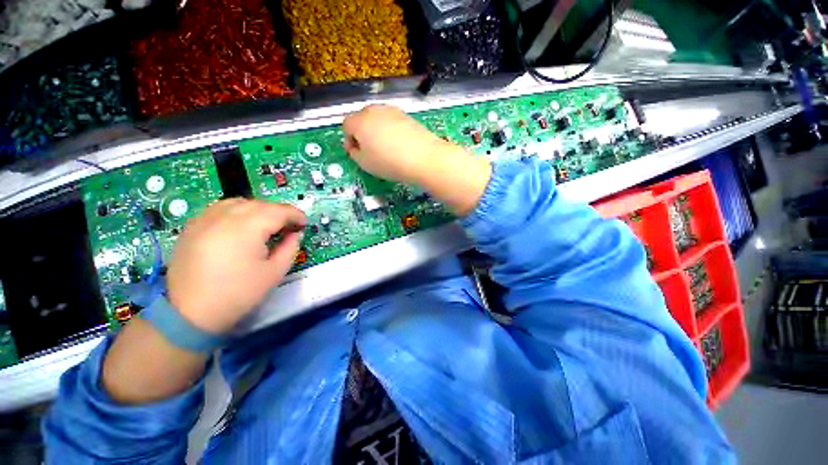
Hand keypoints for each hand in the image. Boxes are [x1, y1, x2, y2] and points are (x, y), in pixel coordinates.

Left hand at [167, 199, 305, 333]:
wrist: (190, 313)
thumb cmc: (239, 293)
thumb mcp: (275, 272)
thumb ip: (290, 248)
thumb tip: (295, 234)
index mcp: (246, 228)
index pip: (278, 211)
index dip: (295, 215)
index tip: (304, 224)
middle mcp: (224, 217)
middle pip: (259, 204)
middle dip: (279, 212)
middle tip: (288, 227)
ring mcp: (204, 219)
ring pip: (239, 202)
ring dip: (258, 210)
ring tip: (266, 225)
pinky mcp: (192, 226)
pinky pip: (220, 209)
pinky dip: (237, 212)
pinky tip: (241, 227)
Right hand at [343, 104, 491, 215]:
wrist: (423, 158)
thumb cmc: (390, 163)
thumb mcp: (365, 164)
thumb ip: (354, 153)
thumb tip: (355, 147)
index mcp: (359, 121)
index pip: (346, 126)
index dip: (349, 141)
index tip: (356, 153)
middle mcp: (374, 110)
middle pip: (361, 119)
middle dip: (362, 134)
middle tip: (370, 151)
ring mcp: (392, 111)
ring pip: (377, 119)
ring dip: (376, 131)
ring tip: (386, 149)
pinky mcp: (407, 115)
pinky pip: (392, 121)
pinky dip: (391, 131)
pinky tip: (399, 145)